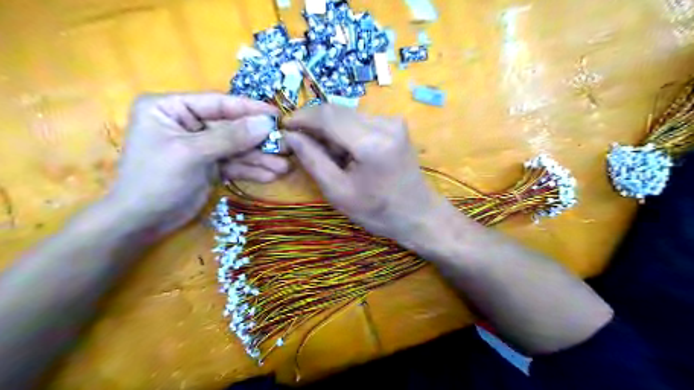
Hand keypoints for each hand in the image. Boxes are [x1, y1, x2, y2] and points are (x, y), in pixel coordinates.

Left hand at [108, 93, 289, 235]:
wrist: (142, 222)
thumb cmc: (156, 180)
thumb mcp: (192, 153)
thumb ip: (231, 137)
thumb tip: (267, 122)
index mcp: (172, 108)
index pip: (218, 103)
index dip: (249, 109)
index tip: (277, 114)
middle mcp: (188, 123)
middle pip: (232, 127)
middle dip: (259, 141)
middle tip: (287, 146)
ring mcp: (201, 146)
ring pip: (237, 148)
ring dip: (260, 158)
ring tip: (284, 167)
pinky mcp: (210, 166)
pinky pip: (235, 164)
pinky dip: (252, 170)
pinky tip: (270, 175)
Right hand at [284, 103, 449, 245]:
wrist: (418, 214)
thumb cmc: (377, 212)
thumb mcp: (338, 192)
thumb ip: (312, 159)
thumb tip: (290, 135)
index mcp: (371, 143)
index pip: (327, 115)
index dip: (301, 117)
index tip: (284, 127)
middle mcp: (385, 123)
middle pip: (337, 111)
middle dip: (314, 124)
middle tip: (299, 143)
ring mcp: (393, 122)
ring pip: (347, 114)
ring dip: (330, 129)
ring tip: (325, 154)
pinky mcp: (395, 125)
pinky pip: (360, 120)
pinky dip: (345, 132)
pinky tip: (344, 152)